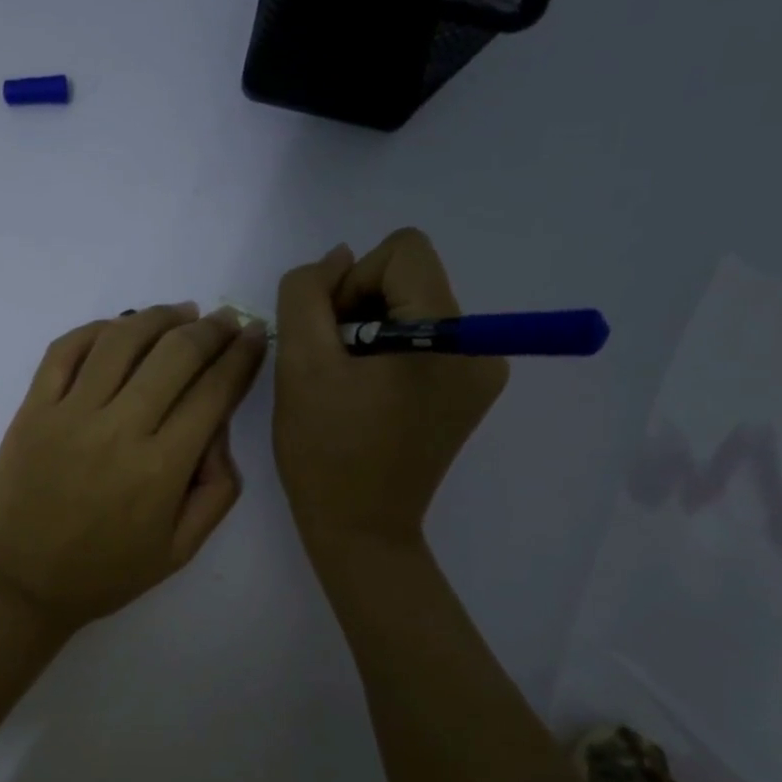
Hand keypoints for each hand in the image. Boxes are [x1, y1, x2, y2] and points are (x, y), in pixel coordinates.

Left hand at [0, 303, 269, 632]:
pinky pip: (65, 351)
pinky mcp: (32, 410)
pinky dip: (96, 329)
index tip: (254, 337)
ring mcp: (69, 414)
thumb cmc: (101, 576)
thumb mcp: (178, 552)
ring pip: (122, 340)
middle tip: (226, 320)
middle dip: (212, 330)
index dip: (241, 356)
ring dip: (159, 317)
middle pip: (175, 355)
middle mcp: (119, 429)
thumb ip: (216, 493)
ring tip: (182, 313)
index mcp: (161, 469)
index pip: (214, 392)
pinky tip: (119, 328)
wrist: (15, 585)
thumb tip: (219, 431)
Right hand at [273, 230, 506, 559]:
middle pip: (411, 279)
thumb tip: (337, 257)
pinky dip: (388, 355)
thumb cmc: (325, 451)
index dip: (352, 282)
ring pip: (414, 309)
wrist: (359, 529)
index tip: (328, 336)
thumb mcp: (300, 364)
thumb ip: (307, 294)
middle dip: (360, 309)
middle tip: (331, 364)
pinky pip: (424, 342)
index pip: (403, 252)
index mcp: (448, 335)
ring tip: (346, 384)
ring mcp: (480, 373)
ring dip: (370, 332)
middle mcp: (480, 346)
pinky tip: (366, 396)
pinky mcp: (468, 394)